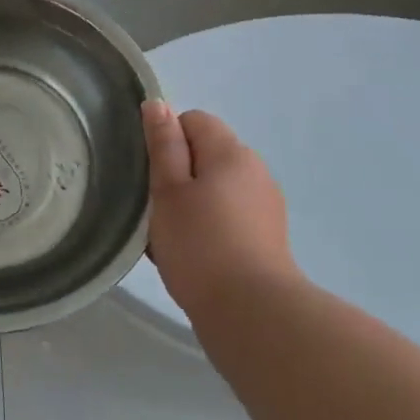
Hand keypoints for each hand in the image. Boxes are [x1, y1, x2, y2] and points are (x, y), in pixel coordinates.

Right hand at [143, 101, 301, 318]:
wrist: (253, 315)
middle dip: (178, 173)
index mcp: (231, 152)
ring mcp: (266, 205)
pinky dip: (209, 225)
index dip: (166, 140)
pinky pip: (229, 214)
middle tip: (155, 208)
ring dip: (192, 201)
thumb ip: (163, 145)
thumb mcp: (168, 190)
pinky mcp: (268, 237)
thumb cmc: (200, 245)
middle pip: (206, 153)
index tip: (151, 175)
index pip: (193, 120)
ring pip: (216, 186)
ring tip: (172, 236)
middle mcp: (255, 170)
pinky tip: (194, 254)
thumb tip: (158, 104)